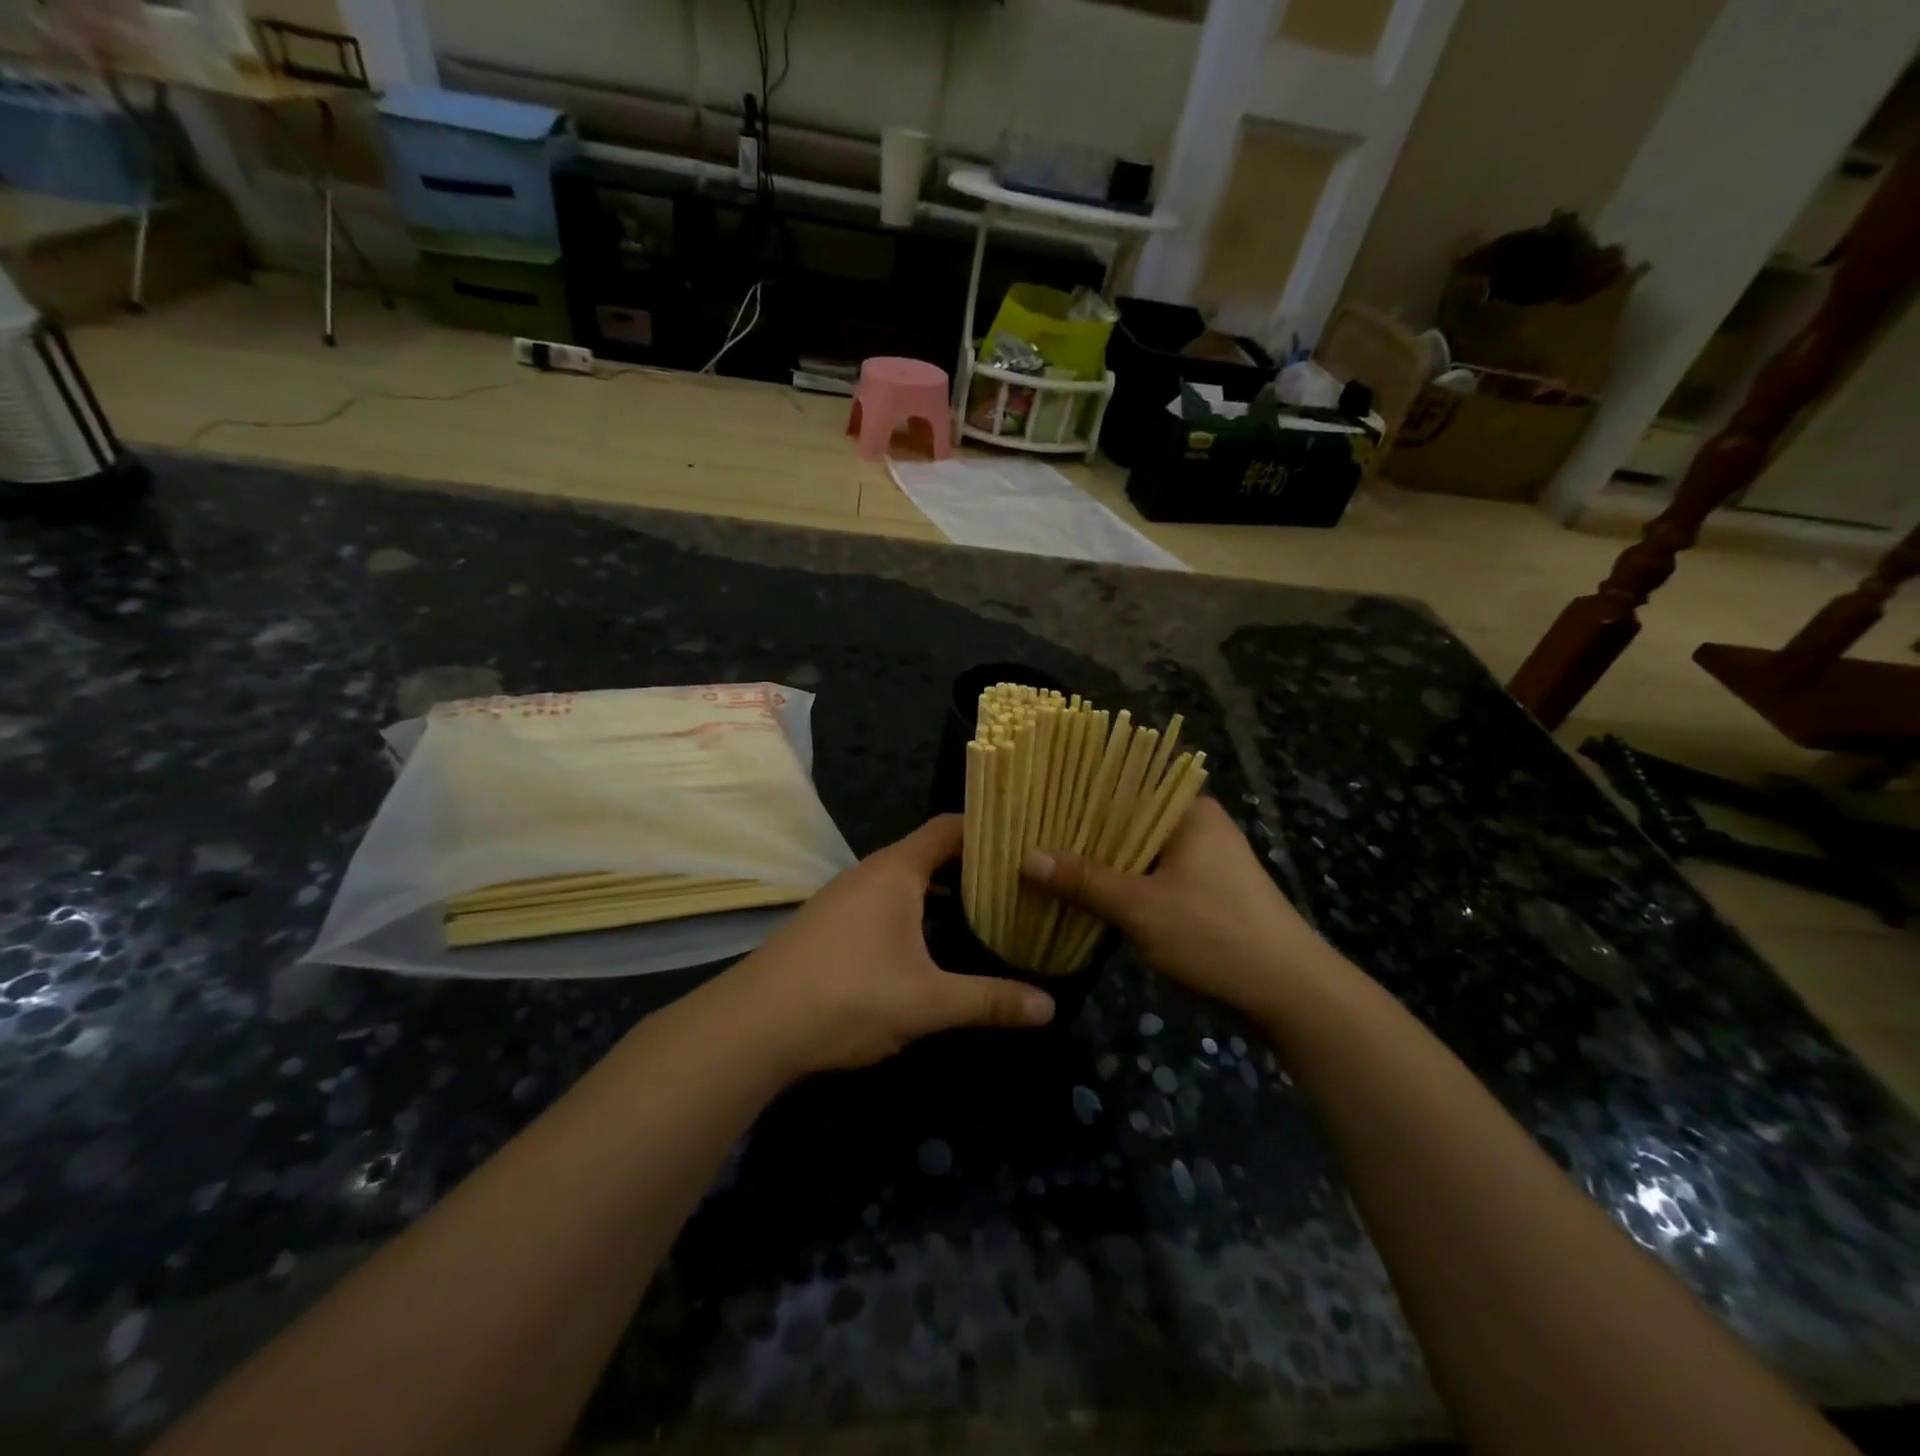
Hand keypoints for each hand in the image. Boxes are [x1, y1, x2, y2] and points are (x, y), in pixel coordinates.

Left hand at [725, 815, 1054, 1075]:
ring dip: (940, 891)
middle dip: (971, 865)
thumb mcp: (927, 1001)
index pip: (949, 828)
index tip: (1023, 841)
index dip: (987, 829)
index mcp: (896, 871)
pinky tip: (929, 944)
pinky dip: (913, 910)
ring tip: (984, 911)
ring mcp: (844, 898)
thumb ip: (989, 1001)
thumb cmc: (848, 996)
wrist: (753, 1026)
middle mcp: (869, 873)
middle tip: (1016, 883)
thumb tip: (1051, 1006)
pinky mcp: (828, 924)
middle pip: (928, 852)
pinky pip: (883, 901)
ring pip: (904, 880)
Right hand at [1022, 797, 1325, 1016]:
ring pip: (1136, 852)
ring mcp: (1201, 861)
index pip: (1125, 782)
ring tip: (1045, 861)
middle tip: (1030, 833)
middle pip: (1127, 819)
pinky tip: (1082, 894)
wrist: (1290, 995)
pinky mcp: (1202, 892)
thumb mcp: (1141, 907)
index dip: (1080, 790)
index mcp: (1188, 811)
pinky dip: (1120, 884)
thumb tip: (1027, 857)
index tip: (1037, 797)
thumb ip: (1084, 881)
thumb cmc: (1216, 935)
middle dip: (1083, 832)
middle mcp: (1195, 826)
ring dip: (1099, 862)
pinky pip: (1149, 877)